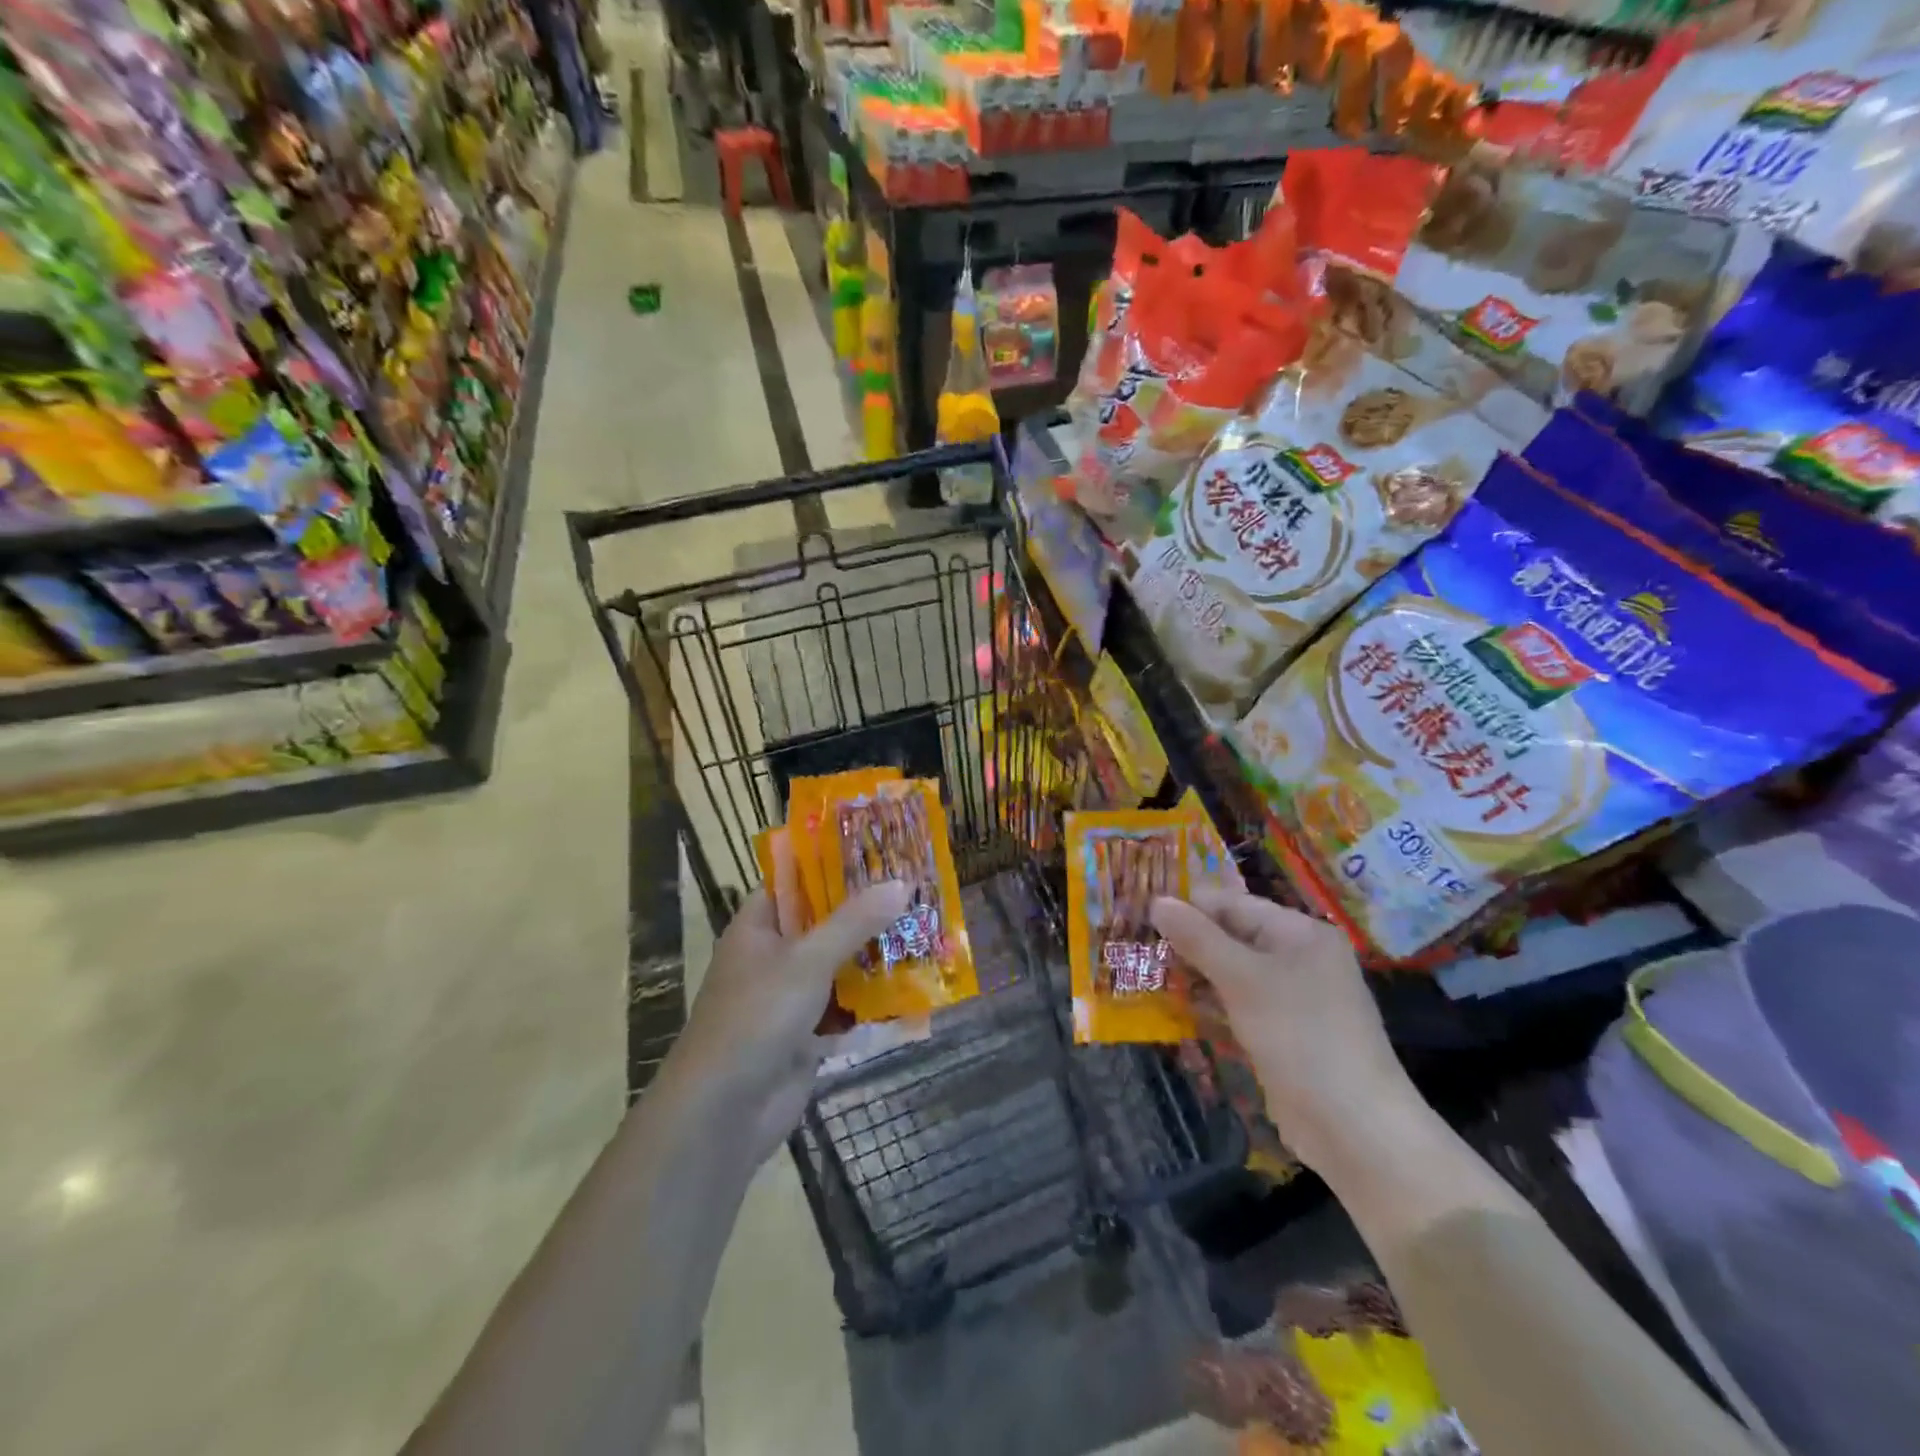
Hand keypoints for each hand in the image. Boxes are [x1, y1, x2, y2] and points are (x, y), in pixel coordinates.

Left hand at [672, 880, 911, 1163]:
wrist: (723, 1113)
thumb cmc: (756, 1017)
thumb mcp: (807, 960)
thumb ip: (854, 922)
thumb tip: (901, 882)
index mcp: (758, 927)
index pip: (795, 881)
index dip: (832, 864)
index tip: (878, 850)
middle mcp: (772, 956)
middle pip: (824, 923)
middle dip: (866, 911)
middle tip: (915, 889)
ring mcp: (789, 998)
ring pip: (839, 966)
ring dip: (874, 956)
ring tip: (924, 931)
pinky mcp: (806, 1036)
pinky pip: (845, 1009)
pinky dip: (872, 1002)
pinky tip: (913, 989)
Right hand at [1151, 886, 1418, 1170]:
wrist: (1354, 1127)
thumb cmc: (1300, 1036)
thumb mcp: (1243, 979)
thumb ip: (1198, 938)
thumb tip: (1157, 901)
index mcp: (1299, 933)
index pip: (1233, 904)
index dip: (1188, 907)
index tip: (1140, 915)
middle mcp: (1299, 957)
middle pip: (1231, 936)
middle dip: (1187, 943)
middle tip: (1137, 948)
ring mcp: (1292, 997)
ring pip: (1232, 972)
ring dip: (1193, 975)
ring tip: (1145, 975)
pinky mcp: (1283, 1032)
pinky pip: (1239, 1004)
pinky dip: (1210, 1004)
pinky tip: (1175, 1009)